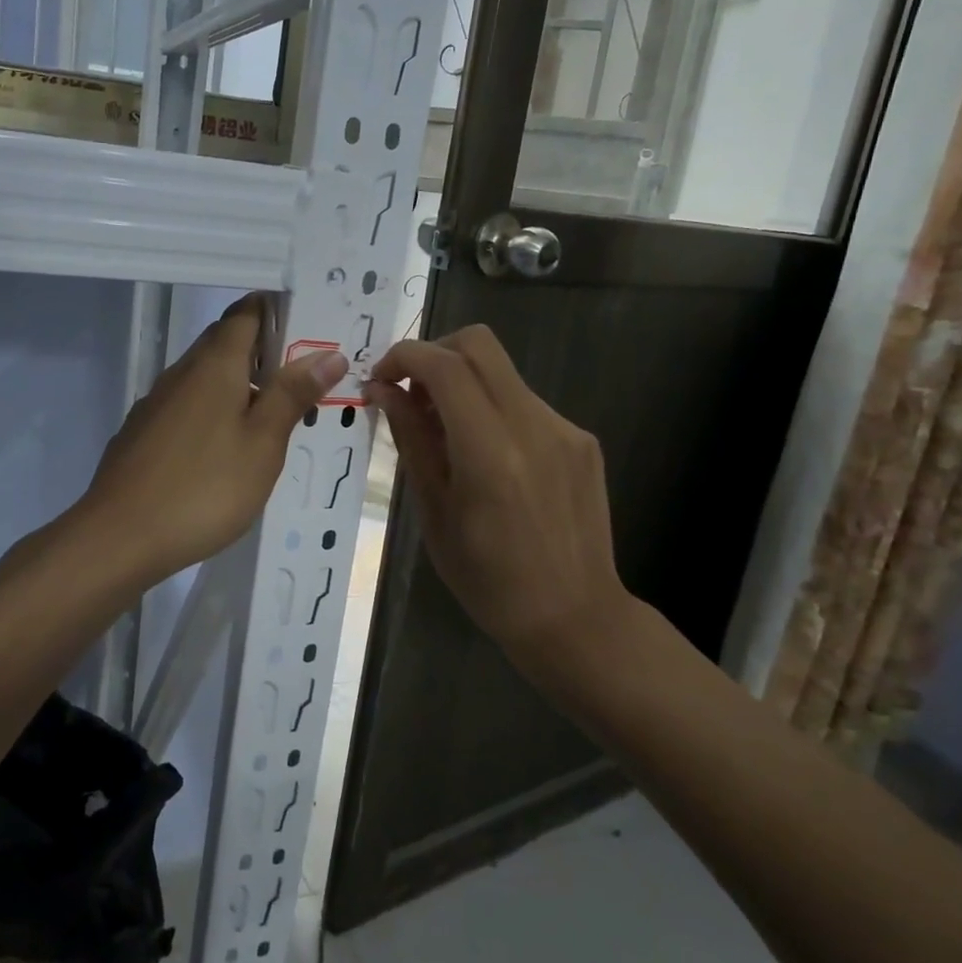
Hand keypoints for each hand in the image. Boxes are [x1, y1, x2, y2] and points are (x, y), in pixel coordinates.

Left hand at [77, 295, 346, 586]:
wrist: (119, 536)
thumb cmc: (204, 487)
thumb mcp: (263, 443)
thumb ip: (292, 395)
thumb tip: (327, 353)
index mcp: (214, 364)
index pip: (246, 312)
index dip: (277, 310)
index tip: (310, 327)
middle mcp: (182, 372)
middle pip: (225, 342)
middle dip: (264, 350)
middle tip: (305, 377)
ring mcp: (157, 402)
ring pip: (206, 376)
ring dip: (240, 384)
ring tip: (275, 414)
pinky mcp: (144, 431)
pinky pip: (188, 405)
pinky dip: (214, 410)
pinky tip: (228, 447)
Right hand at [364, 325, 634, 658]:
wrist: (575, 618)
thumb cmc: (489, 580)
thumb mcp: (434, 512)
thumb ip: (412, 440)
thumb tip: (384, 391)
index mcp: (491, 453)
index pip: (445, 365)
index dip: (404, 357)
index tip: (381, 379)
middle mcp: (534, 426)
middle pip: (479, 344)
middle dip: (434, 354)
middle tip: (410, 394)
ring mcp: (564, 429)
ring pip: (501, 372)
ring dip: (462, 384)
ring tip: (443, 434)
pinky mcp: (581, 440)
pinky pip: (524, 402)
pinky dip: (491, 409)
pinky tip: (485, 456)